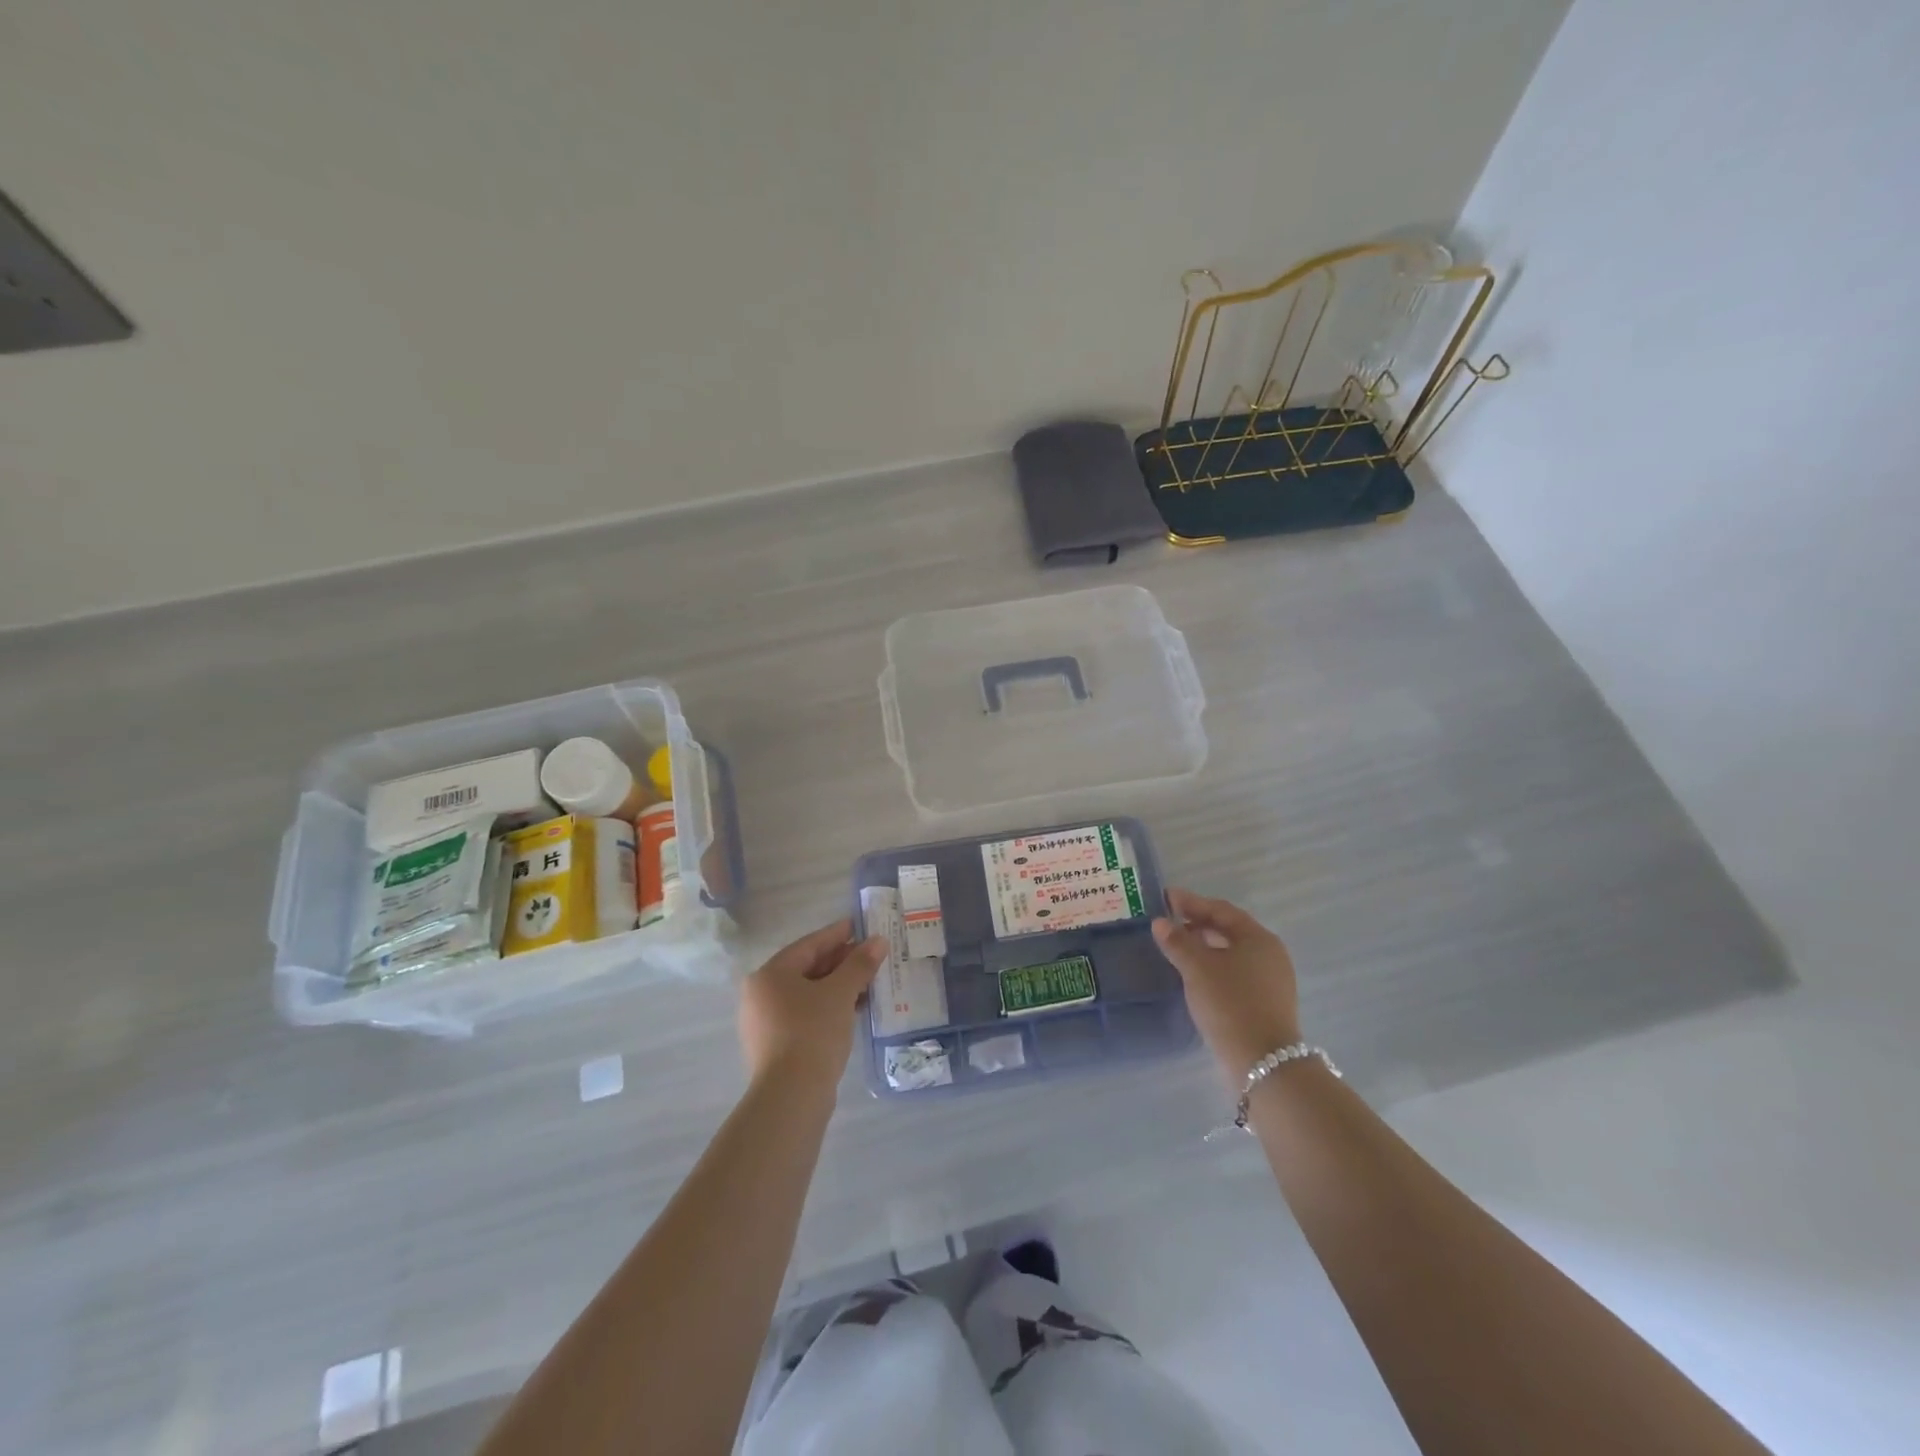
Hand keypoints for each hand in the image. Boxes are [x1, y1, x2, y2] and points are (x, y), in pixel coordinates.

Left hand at [738, 918, 886, 1088]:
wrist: (792, 1096)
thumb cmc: (812, 1032)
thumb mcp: (840, 993)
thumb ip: (859, 964)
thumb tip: (878, 941)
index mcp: (770, 974)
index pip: (809, 945)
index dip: (838, 934)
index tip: (861, 926)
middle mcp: (761, 994)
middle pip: (807, 968)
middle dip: (841, 962)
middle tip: (871, 956)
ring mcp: (765, 1022)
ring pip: (808, 993)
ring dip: (838, 986)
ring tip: (869, 983)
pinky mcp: (776, 1046)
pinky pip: (806, 1014)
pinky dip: (829, 1007)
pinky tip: (854, 1010)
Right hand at [1153, 889, 1300, 1080]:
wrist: (1263, 1063)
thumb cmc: (1230, 1004)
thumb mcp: (1197, 968)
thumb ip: (1177, 941)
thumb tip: (1161, 923)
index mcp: (1258, 938)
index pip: (1221, 910)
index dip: (1191, 902)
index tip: (1166, 898)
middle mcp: (1270, 955)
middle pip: (1229, 930)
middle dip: (1198, 923)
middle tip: (1169, 922)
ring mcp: (1271, 981)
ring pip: (1232, 953)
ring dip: (1204, 946)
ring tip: (1177, 947)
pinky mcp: (1266, 1003)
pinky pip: (1235, 973)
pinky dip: (1213, 967)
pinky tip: (1195, 975)